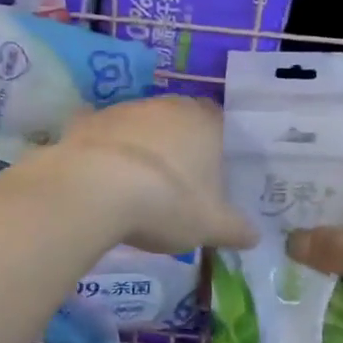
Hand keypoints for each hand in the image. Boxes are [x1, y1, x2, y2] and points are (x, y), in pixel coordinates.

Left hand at [55, 96, 257, 254]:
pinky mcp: (87, 121)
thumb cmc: (167, 203)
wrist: (94, 190)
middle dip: (178, 144)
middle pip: (178, 119)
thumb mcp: (210, 226)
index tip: (212, 170)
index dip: (216, 144)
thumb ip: (235, 229)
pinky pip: (102, 136)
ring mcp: (124, 110)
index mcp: (204, 122)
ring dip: (141, 147)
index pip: (219, 121)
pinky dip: (105, 151)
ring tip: (137, 184)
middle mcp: (166, 106)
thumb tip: (254, 236)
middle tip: (177, 180)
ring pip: (140, 125)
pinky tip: (101, 177)